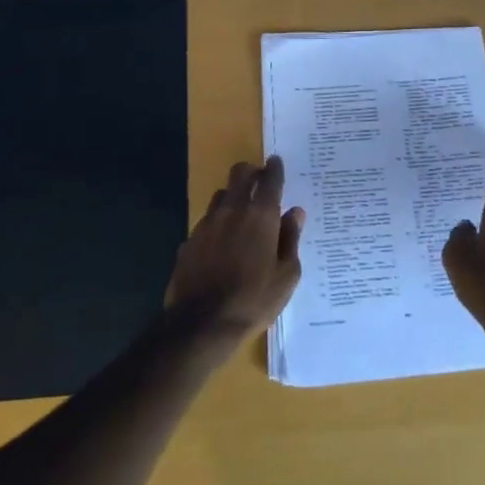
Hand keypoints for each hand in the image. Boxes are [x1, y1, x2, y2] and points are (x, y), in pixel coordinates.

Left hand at [166, 157, 304, 342]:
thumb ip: (291, 239)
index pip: (270, 179)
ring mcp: (207, 224)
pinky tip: (222, 242)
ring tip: (241, 212)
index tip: (277, 161)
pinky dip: (217, 223)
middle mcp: (232, 211)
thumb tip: (295, 213)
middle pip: (240, 174)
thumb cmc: (254, 300)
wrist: (202, 323)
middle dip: (251, 171)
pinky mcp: (189, 240)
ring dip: (233, 196)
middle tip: (260, 180)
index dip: (275, 168)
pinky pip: (206, 221)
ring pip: (221, 195)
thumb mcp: (286, 275)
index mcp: (261, 216)